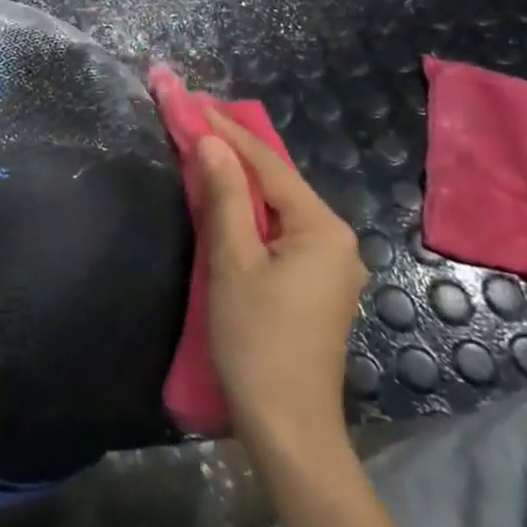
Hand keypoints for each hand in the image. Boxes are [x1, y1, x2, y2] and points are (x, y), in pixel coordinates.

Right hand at [197, 109, 369, 445]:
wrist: (288, 426)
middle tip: (195, 116)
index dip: (226, 129)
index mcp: (321, 227)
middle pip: (277, 180)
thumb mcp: (232, 263)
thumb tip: (211, 142)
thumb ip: (224, 197)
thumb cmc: (256, 341)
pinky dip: (250, 209)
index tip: (192, 100)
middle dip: (235, 148)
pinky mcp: (316, 284)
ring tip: (204, 145)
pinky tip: (227, 199)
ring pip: (278, 205)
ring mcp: (330, 263)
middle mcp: (335, 237)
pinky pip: (280, 229)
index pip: (267, 163)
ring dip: (240, 178)